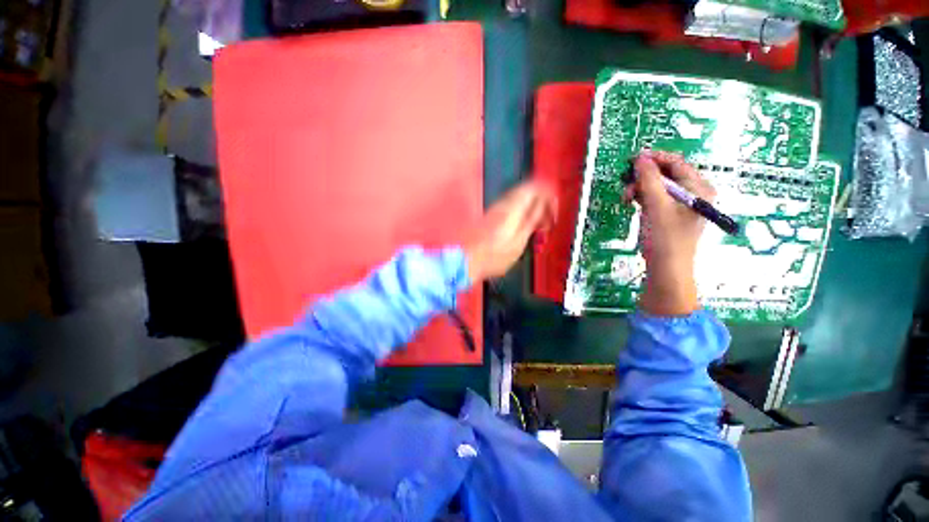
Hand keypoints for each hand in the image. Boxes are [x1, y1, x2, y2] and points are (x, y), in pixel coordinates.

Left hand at [464, 180, 556, 281]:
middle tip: (548, 221)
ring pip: (520, 201)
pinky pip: (513, 209)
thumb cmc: (495, 256)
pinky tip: (525, 229)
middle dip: (542, 203)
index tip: (554, 207)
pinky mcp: (492, 217)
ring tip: (539, 228)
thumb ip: (532, 220)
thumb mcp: (519, 241)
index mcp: (512, 207)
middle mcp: (503, 203)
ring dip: (533, 210)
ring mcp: (496, 209)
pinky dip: (523, 215)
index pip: (534, 187)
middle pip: (527, 192)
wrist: (468, 261)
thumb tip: (543, 205)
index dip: (548, 194)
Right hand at [624, 150, 715, 315]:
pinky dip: (643, 197)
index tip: (633, 159)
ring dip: (640, 188)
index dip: (655, 158)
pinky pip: (656, 198)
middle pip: (667, 174)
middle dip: (644, 176)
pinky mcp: (670, 215)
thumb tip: (640, 158)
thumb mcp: (656, 206)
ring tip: (626, 198)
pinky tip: (632, 202)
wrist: (666, 269)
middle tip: (625, 183)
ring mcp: (682, 205)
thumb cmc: (665, 238)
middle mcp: (694, 193)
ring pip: (658, 186)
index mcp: (699, 188)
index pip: (677, 163)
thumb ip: (649, 180)